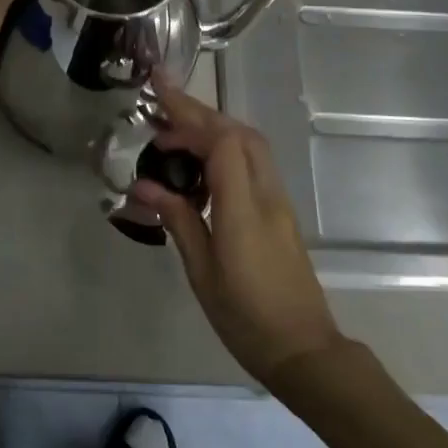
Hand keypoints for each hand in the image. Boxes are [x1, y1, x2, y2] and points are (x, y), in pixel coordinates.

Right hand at [130, 80, 343, 387]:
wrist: (304, 350)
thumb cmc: (246, 318)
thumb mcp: (202, 272)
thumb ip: (178, 220)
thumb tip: (143, 185)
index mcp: (244, 209)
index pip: (223, 144)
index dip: (189, 123)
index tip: (155, 122)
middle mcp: (266, 194)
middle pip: (238, 133)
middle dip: (199, 110)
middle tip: (161, 98)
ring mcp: (277, 200)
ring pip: (249, 143)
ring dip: (213, 125)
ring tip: (175, 126)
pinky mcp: (279, 210)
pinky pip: (253, 162)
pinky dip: (225, 146)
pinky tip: (200, 160)